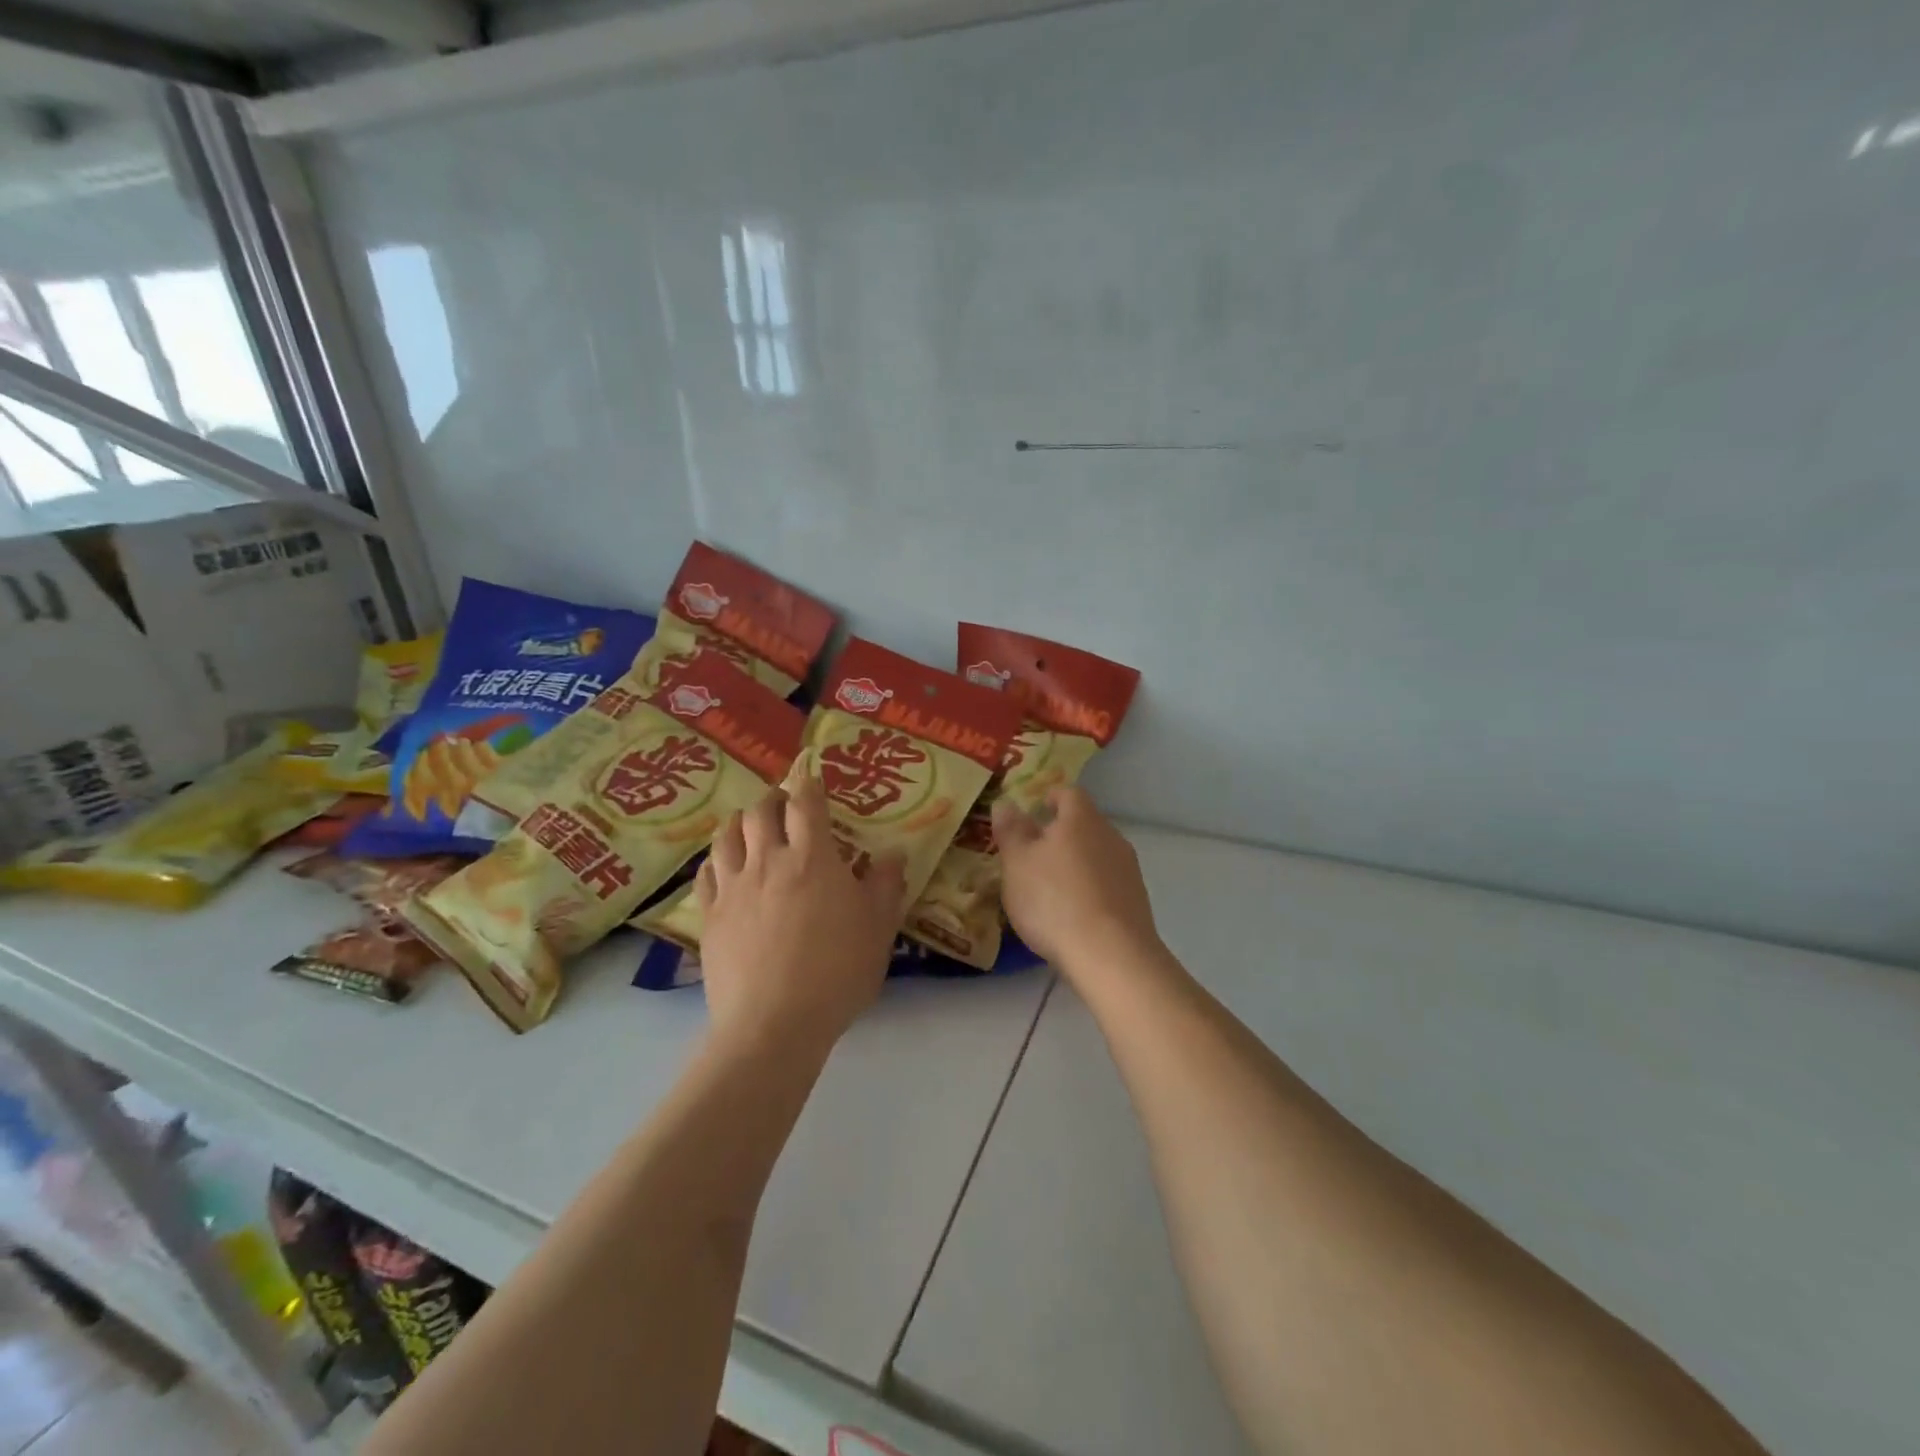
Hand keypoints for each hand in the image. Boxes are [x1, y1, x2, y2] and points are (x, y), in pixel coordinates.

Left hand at [696, 776, 906, 1054]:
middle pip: (760, 810)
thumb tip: (894, 853)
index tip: (812, 780)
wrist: (773, 1024)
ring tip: (750, 825)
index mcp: (812, 858)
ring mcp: (734, 887)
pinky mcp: (711, 915)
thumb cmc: (836, 973)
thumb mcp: (878, 930)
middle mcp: (768, 861)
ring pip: (727, 834)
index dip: (809, 784)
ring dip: (740, 821)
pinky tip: (724, 865)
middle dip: (773, 798)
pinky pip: (706, 872)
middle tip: (783, 804)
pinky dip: (717, 859)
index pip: (806, 803)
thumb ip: (886, 886)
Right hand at [993, 786, 1160, 975]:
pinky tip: (1074, 913)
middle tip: (1034, 852)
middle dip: (1061, 834)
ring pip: (1097, 854)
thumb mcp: (1017, 864)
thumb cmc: (1054, 900)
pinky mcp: (1137, 901)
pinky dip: (1090, 889)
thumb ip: (1011, 831)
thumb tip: (1006, 803)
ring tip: (1051, 887)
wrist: (1111, 955)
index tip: (1036, 808)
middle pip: (1085, 824)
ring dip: (1076, 863)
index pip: (1068, 793)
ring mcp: (1128, 869)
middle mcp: (1110, 836)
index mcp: (1081, 819)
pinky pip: (1108, 883)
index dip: (1050, 797)